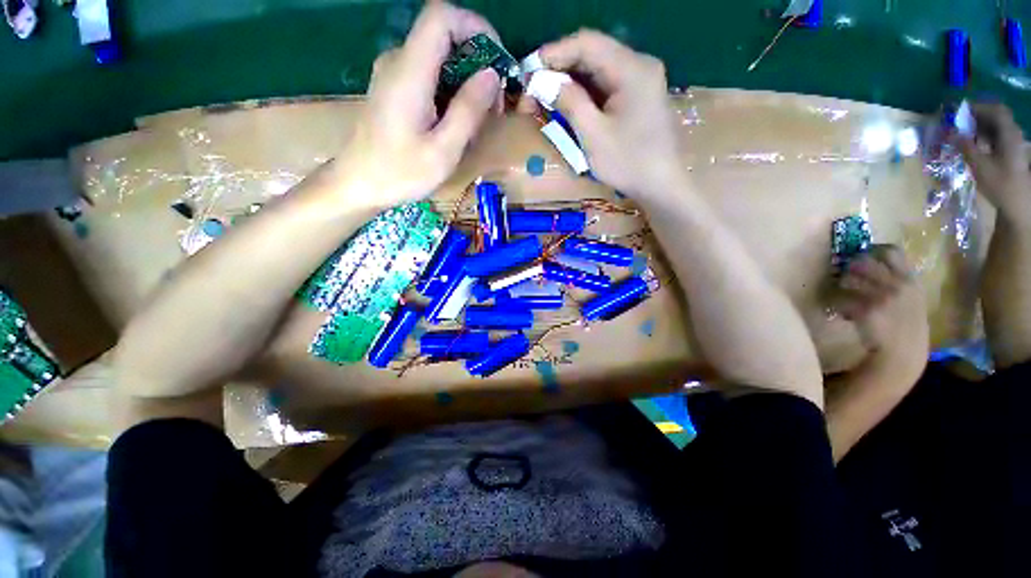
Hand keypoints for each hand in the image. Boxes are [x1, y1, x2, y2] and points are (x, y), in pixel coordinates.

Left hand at [337, 1, 501, 208]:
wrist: (358, 184)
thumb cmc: (400, 174)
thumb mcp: (443, 150)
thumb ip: (468, 110)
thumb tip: (492, 76)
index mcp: (409, 72)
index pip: (442, 16)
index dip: (476, 27)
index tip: (498, 64)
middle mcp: (399, 61)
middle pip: (444, 35)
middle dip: (478, 62)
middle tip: (494, 105)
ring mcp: (394, 74)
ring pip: (440, 57)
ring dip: (467, 80)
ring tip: (480, 119)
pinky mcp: (395, 88)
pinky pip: (430, 74)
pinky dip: (452, 89)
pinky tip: (458, 121)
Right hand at [534, 31, 682, 197]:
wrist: (662, 185)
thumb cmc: (629, 163)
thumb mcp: (594, 135)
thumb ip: (569, 102)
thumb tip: (545, 82)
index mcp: (632, 69)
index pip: (587, 43)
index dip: (554, 54)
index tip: (528, 72)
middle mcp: (639, 65)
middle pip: (592, 54)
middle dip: (559, 69)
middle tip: (533, 90)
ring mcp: (641, 80)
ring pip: (597, 70)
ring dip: (570, 82)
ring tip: (545, 98)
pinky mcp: (638, 96)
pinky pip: (606, 85)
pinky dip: (584, 93)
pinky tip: (568, 104)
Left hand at [833, 246, 929, 379]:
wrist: (903, 354)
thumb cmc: (906, 327)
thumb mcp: (912, 300)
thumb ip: (899, 281)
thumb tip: (875, 263)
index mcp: (911, 281)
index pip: (893, 252)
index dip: (873, 250)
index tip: (862, 253)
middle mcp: (898, 285)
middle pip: (864, 261)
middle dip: (851, 266)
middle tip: (846, 273)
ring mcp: (882, 297)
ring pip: (848, 278)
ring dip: (842, 285)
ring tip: (844, 293)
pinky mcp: (865, 310)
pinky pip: (841, 299)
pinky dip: (839, 305)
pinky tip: (845, 313)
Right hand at [955, 103, 1030, 221]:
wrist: (1018, 204)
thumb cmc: (1000, 185)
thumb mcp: (980, 166)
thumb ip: (966, 147)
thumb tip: (952, 133)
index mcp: (1008, 134)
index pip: (994, 110)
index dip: (978, 107)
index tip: (959, 111)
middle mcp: (1013, 134)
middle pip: (996, 117)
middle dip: (977, 117)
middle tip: (958, 123)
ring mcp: (1014, 144)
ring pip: (996, 127)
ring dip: (979, 127)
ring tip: (963, 134)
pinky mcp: (1011, 153)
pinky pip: (997, 137)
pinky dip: (985, 135)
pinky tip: (975, 143)